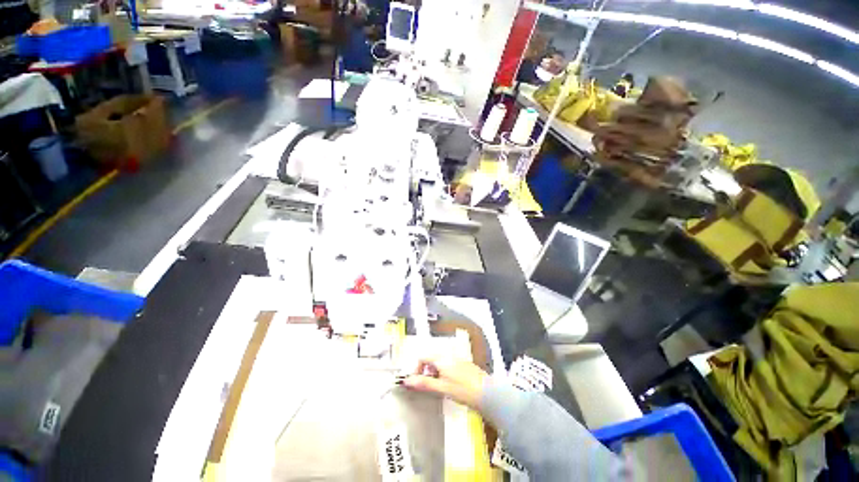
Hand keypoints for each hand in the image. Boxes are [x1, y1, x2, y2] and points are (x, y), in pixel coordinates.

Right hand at [402, 358, 487, 409]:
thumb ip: (424, 383)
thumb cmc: (464, 390)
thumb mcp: (442, 387)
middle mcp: (448, 354)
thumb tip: (408, 380)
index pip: (422, 357)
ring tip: (437, 386)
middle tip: (426, 385)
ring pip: (439, 361)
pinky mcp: (463, 364)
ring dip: (434, 372)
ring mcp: (457, 358)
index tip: (416, 381)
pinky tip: (448, 385)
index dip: (416, 368)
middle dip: (425, 370)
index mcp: (442, 358)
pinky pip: (447, 364)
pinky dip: (443, 372)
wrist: (487, 393)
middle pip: (431, 358)